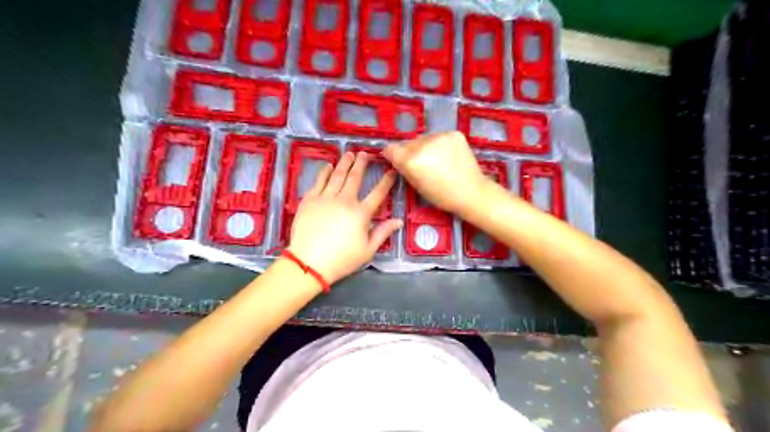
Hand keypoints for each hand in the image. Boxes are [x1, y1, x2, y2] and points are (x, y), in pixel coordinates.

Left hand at [286, 153, 399, 282]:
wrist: (309, 263)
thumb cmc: (342, 259)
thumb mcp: (367, 250)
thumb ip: (383, 232)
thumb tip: (398, 221)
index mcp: (361, 213)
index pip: (377, 193)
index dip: (386, 181)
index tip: (391, 171)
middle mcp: (344, 200)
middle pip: (355, 177)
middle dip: (361, 164)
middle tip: (365, 154)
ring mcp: (325, 198)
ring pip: (336, 176)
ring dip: (344, 163)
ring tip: (349, 154)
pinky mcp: (309, 200)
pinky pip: (319, 181)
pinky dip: (324, 172)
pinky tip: (328, 166)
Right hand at [383, 131, 485, 214]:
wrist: (472, 192)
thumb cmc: (442, 196)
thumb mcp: (417, 186)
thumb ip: (404, 169)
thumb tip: (397, 158)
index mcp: (411, 160)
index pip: (390, 149)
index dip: (392, 155)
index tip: (398, 161)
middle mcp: (422, 144)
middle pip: (408, 143)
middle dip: (411, 152)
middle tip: (423, 165)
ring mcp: (439, 136)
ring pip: (424, 138)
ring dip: (425, 147)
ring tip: (438, 160)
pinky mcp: (454, 133)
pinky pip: (439, 136)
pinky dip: (440, 144)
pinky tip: (448, 156)